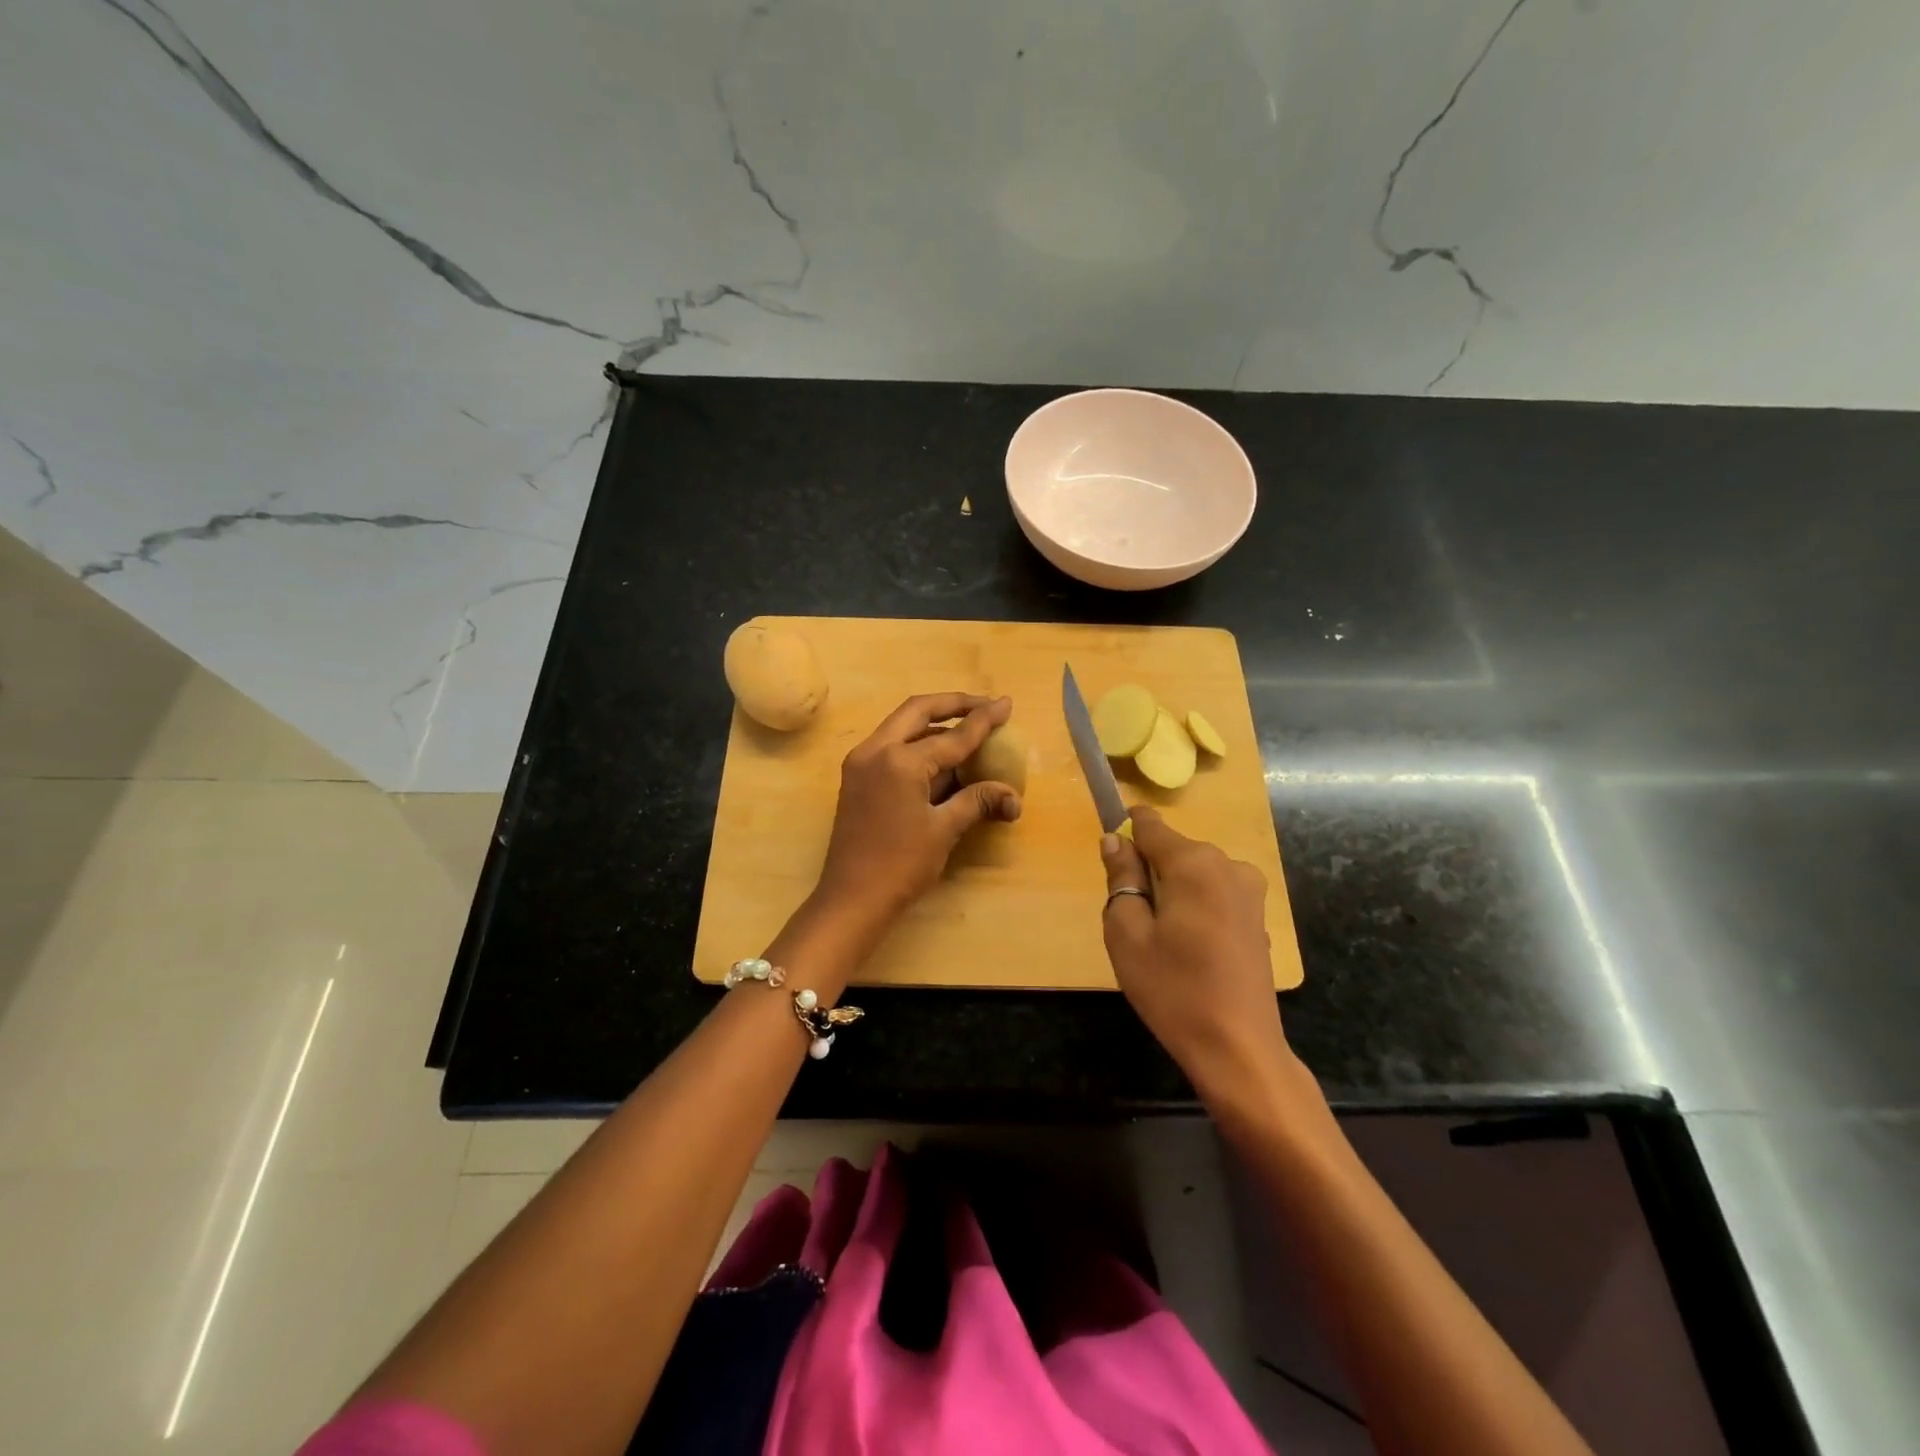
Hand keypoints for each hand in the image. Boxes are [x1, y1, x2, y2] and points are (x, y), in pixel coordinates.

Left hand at [814, 694, 1021, 926]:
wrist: (851, 899)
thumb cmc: (900, 865)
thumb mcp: (944, 830)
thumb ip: (977, 801)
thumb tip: (1012, 795)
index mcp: (899, 761)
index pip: (952, 735)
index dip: (983, 720)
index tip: (1006, 704)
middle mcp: (875, 750)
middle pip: (918, 711)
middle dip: (954, 704)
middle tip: (984, 706)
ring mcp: (861, 762)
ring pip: (902, 726)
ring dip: (935, 723)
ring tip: (969, 727)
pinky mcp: (856, 777)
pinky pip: (891, 746)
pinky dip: (918, 743)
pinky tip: (942, 755)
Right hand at [1100, 806, 1292, 1109]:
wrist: (1238, 1048)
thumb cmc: (1172, 989)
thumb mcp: (1127, 933)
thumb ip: (1121, 878)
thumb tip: (1114, 840)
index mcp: (1194, 863)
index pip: (1149, 824)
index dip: (1124, 833)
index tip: (1110, 864)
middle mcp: (1227, 864)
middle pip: (1171, 850)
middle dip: (1146, 872)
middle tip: (1132, 922)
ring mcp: (1249, 890)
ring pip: (1192, 873)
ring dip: (1170, 892)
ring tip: (1160, 942)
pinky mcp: (1258, 916)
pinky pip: (1212, 893)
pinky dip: (1193, 908)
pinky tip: (1189, 951)